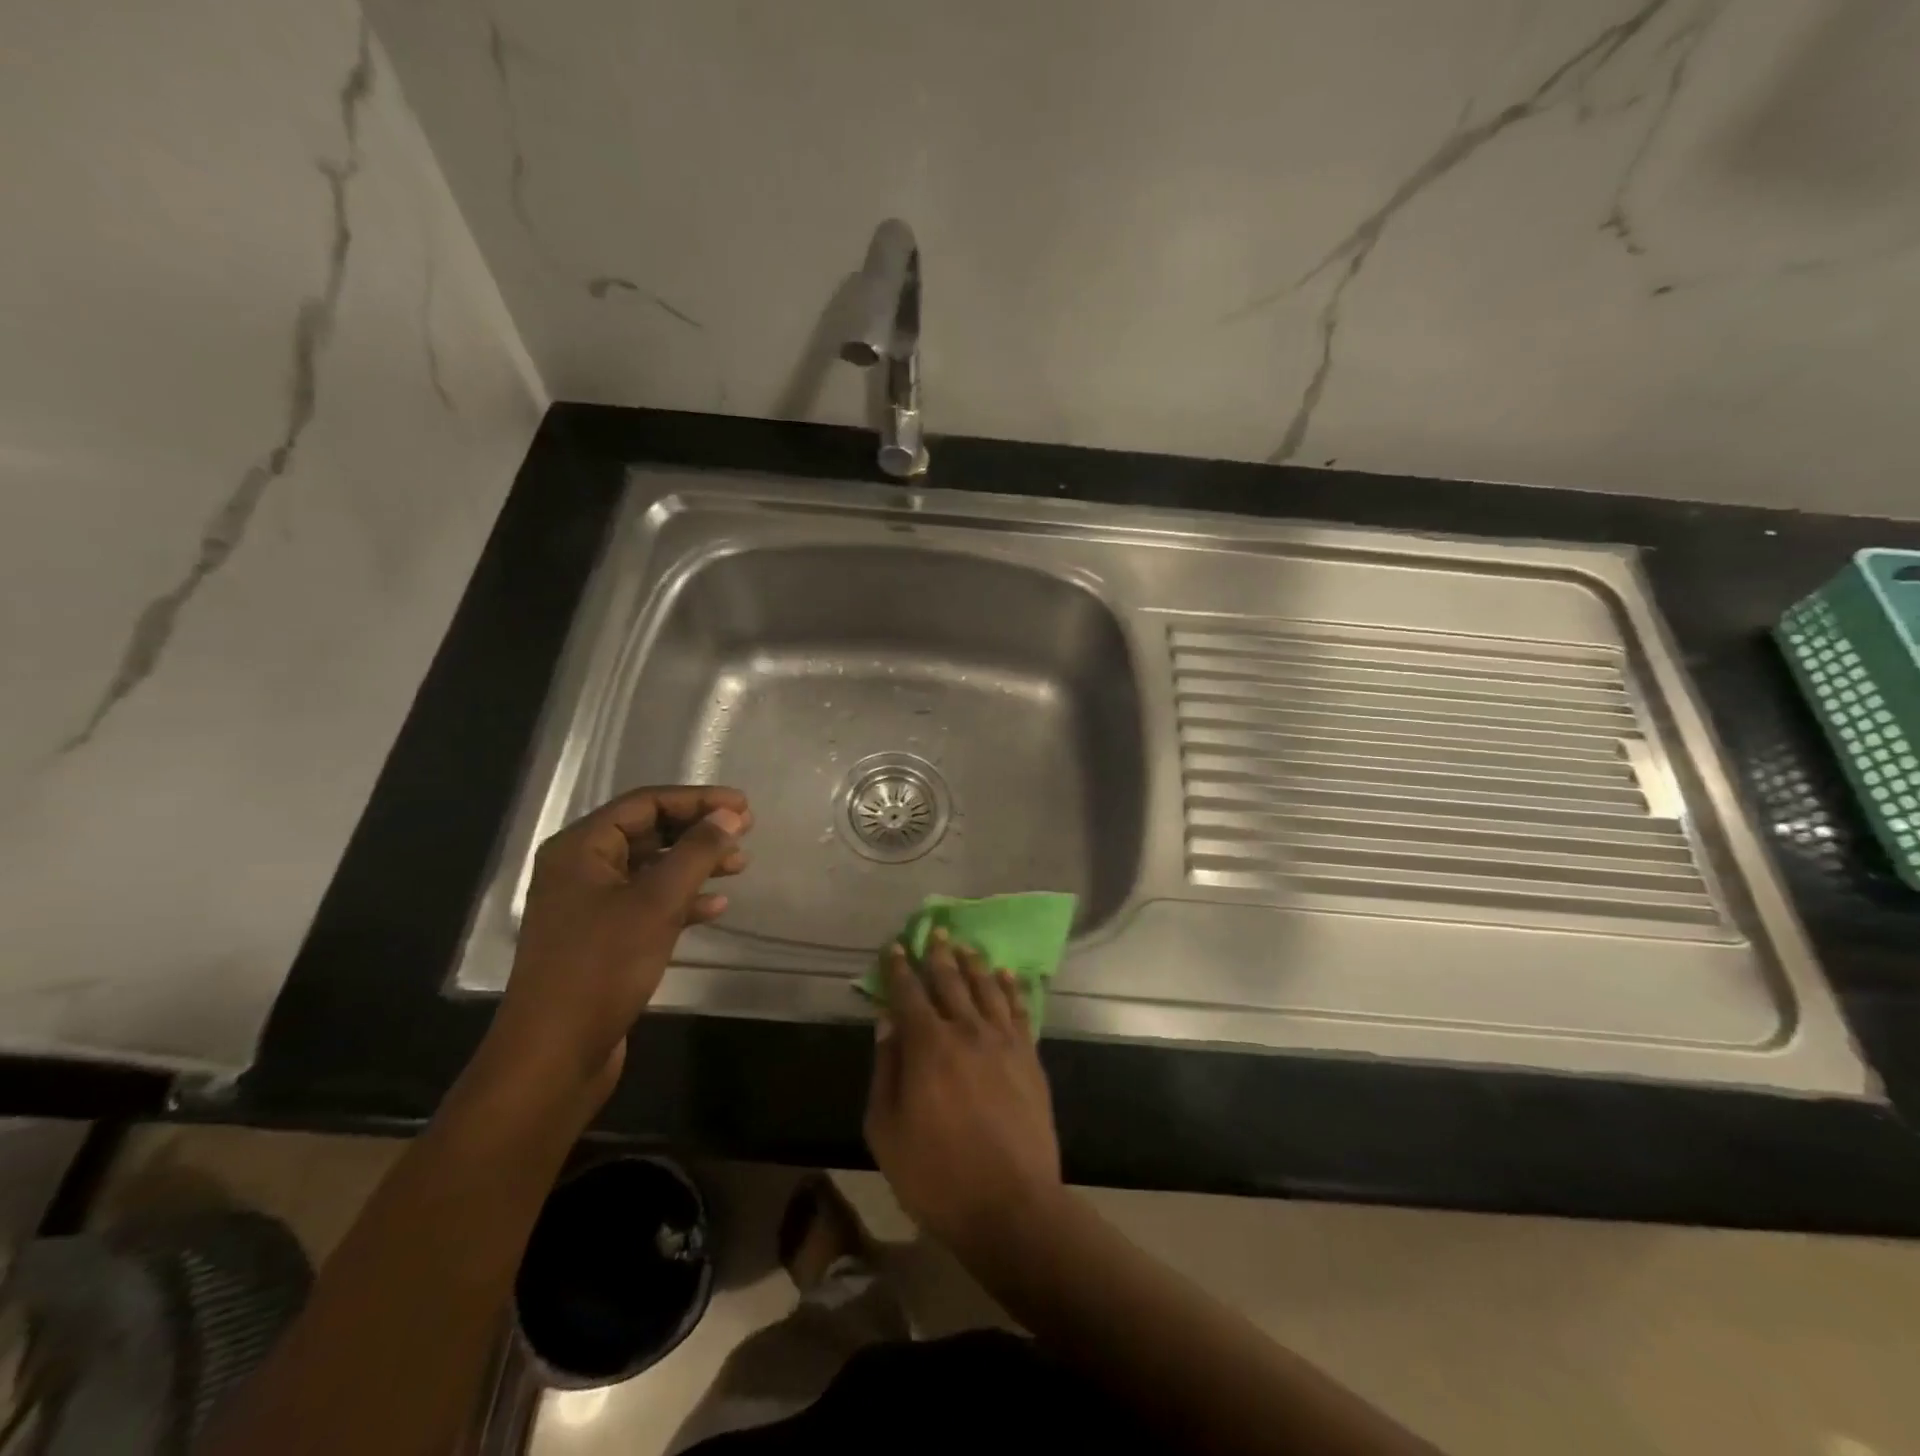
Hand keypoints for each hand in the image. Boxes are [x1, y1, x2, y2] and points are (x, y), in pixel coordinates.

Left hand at [487, 785, 750, 1104]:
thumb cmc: (602, 966)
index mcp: (581, 848)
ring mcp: (589, 906)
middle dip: (698, 830)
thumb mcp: (657, 902)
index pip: (645, 804)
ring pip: (651, 868)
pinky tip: (715, 908)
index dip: (697, 800)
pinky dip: (682, 900)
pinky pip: (648, 903)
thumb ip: (696, 852)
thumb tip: (729, 815)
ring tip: (739, 866)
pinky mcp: (602, 939)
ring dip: (695, 864)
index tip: (743, 806)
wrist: (555, 1055)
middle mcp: (581, 869)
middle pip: (648, 832)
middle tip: (745, 832)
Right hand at [863, 932, 1063, 1254]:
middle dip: (938, 954)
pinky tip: (1006, 975)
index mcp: (927, 1046)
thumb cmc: (936, 1176)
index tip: (895, 947)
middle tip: (935, 931)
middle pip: (950, 981)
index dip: (899, 968)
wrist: (1011, 1206)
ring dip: (974, 963)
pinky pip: (1019, 1010)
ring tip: (966, 945)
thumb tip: (887, 1023)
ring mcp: (1003, 1042)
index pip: (909, 993)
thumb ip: (885, 1070)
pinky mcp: (1029, 1057)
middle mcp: (966, 1031)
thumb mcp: (886, 1131)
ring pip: (986, 988)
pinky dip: (1010, 988)